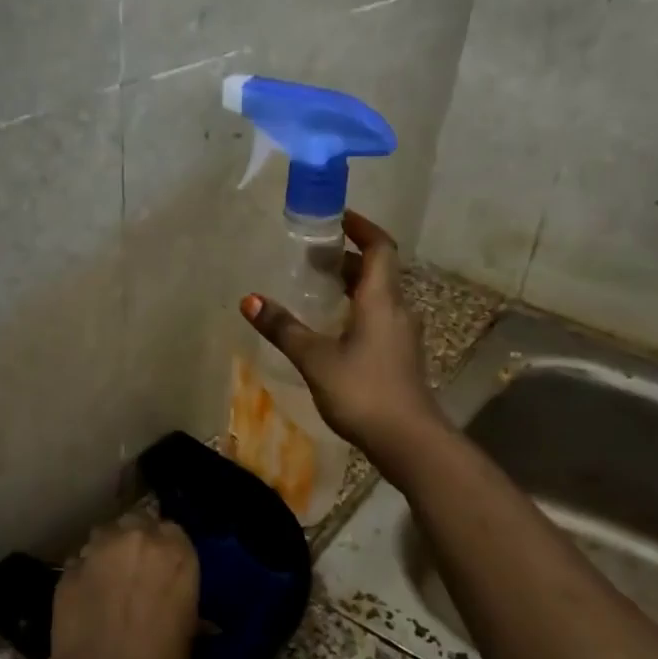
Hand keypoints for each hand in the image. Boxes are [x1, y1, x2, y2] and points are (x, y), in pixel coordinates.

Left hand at [44, 519, 199, 658]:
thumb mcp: (187, 634)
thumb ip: (181, 605)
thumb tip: (186, 613)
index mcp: (177, 552)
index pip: (173, 530)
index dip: (167, 548)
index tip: (164, 569)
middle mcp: (138, 539)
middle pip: (136, 523)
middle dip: (136, 540)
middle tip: (136, 571)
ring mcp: (98, 551)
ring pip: (104, 535)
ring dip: (108, 551)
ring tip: (107, 581)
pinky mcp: (67, 570)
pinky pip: (79, 563)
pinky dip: (84, 575)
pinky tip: (85, 601)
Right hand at [239, 211, 448, 460]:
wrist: (408, 440)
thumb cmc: (362, 391)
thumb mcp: (316, 359)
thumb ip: (283, 328)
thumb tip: (249, 300)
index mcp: (381, 299)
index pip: (380, 247)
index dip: (362, 227)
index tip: (337, 218)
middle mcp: (397, 310)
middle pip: (378, 271)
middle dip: (348, 258)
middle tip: (314, 255)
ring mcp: (403, 335)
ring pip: (379, 296)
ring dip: (353, 286)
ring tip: (319, 287)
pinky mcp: (401, 357)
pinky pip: (380, 318)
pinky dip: (358, 310)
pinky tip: (335, 328)